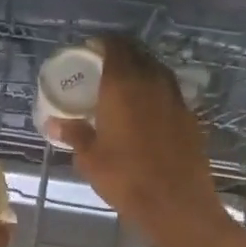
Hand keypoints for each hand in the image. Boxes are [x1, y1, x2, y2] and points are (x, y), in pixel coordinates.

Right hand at [47, 36, 226, 246]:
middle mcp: (152, 82)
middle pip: (138, 53)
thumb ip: (74, 134)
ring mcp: (175, 98)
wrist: (176, 203)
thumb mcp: (90, 158)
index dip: (102, 43)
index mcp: (123, 85)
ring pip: (157, 70)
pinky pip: (170, 91)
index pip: (115, 47)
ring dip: (141, 70)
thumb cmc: (125, 178)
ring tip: (125, 85)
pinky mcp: (190, 117)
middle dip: (121, 53)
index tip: (90, 49)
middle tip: (104, 66)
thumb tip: (55, 123)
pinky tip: (147, 109)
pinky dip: (156, 91)